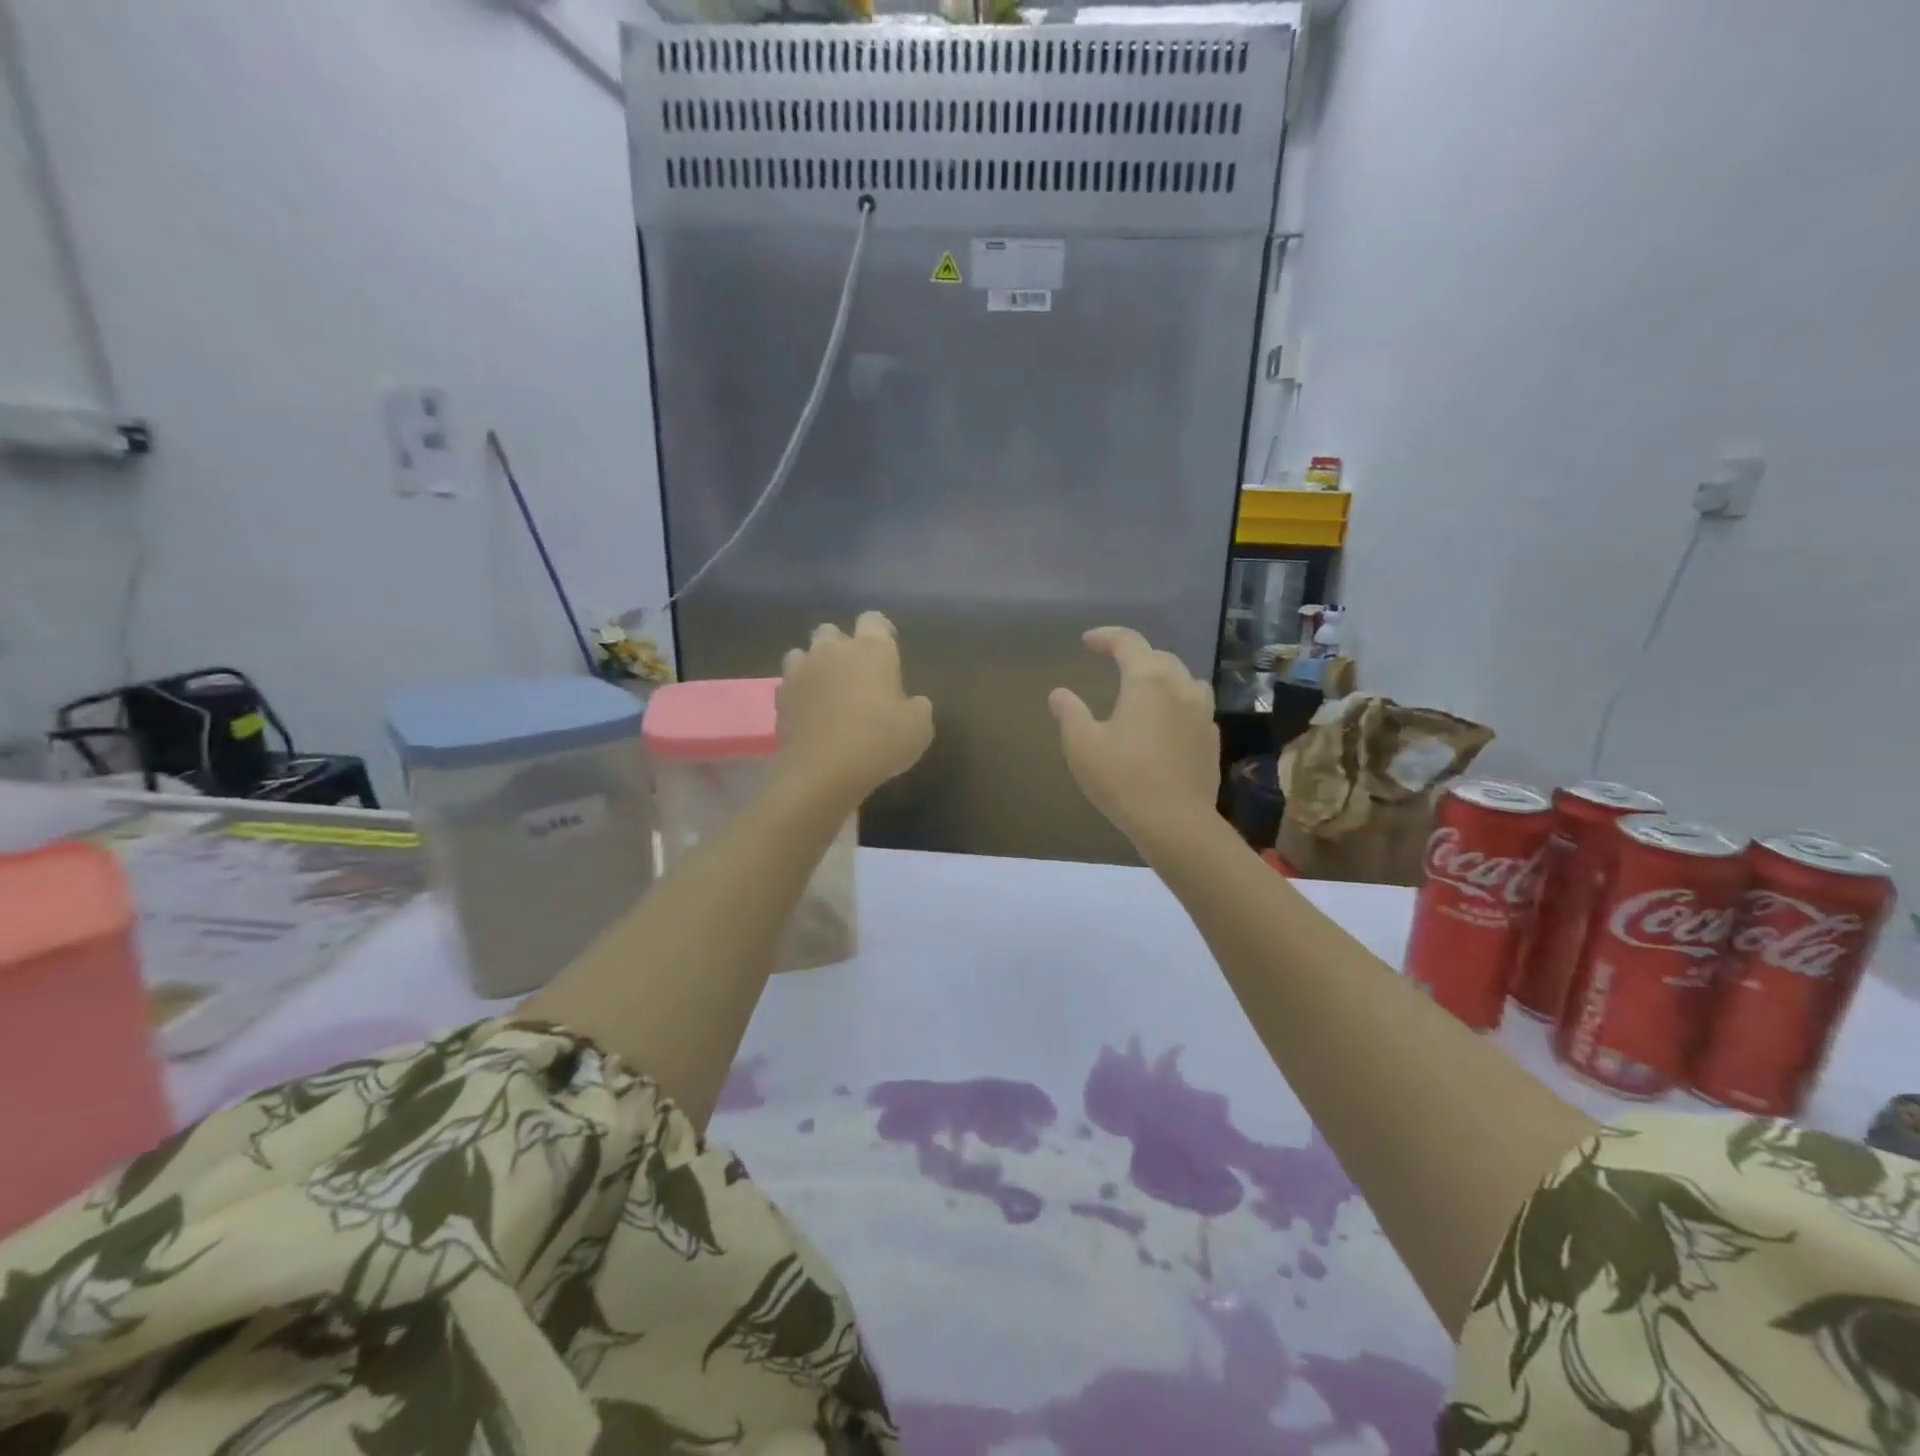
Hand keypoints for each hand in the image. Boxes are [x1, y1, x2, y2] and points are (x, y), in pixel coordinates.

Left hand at [778, 612, 933, 803]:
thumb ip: (917, 708)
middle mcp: (833, 651)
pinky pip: (788, 684)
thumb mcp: (919, 729)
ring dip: (814, 665)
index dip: (881, 630)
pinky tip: (808, 712)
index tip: (888, 646)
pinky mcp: (780, 697)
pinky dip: (798, 692)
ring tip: (826, 689)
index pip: (873, 619)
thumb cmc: (879, 741)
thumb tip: (914, 703)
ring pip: (802, 652)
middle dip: (841, 645)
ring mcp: (801, 672)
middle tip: (854, 671)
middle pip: (831, 631)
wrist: (823, 771)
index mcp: (871, 650)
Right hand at [1049, 627, 1219, 843]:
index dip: (1106, 637)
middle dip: (1135, 655)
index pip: (1128, 643)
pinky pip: (1194, 708)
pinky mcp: (1211, 740)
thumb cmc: (1123, 778)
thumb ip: (1069, 713)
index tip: (1087, 641)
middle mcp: (1180, 688)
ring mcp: (1202, 714)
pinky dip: (1177, 704)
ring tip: (1144, 690)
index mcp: (1147, 681)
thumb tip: (1059, 693)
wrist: (1176, 823)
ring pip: (1184, 680)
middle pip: (1160, 657)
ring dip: (1162, 677)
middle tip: (1114, 664)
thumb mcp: (1082, 745)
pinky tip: (1164, 724)